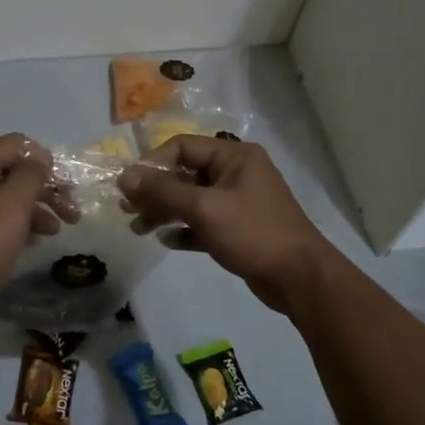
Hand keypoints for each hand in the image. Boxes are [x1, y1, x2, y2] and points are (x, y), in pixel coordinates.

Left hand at [0, 133, 60, 325]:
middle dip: (46, 188)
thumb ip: (31, 175)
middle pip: (12, 171)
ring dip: (34, 209)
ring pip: (4, 198)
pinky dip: (15, 225)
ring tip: (56, 232)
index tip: (67, 186)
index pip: (17, 144)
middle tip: (72, 213)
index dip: (46, 160)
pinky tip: (30, 242)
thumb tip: (39, 157)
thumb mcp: (12, 206)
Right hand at [119, 136, 335, 313]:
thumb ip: (163, 190)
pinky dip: (184, 229)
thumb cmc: (253, 233)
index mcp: (234, 156)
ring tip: (139, 229)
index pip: (182, 146)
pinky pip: (203, 222)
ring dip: (164, 211)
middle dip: (155, 191)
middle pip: (185, 173)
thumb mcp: (204, 208)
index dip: (152, 164)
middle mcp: (236, 173)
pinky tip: (166, 241)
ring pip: (192, 200)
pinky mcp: (238, 229)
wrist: (299, 277)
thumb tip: (125, 176)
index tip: (128, 187)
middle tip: (127, 210)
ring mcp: (238, 202)